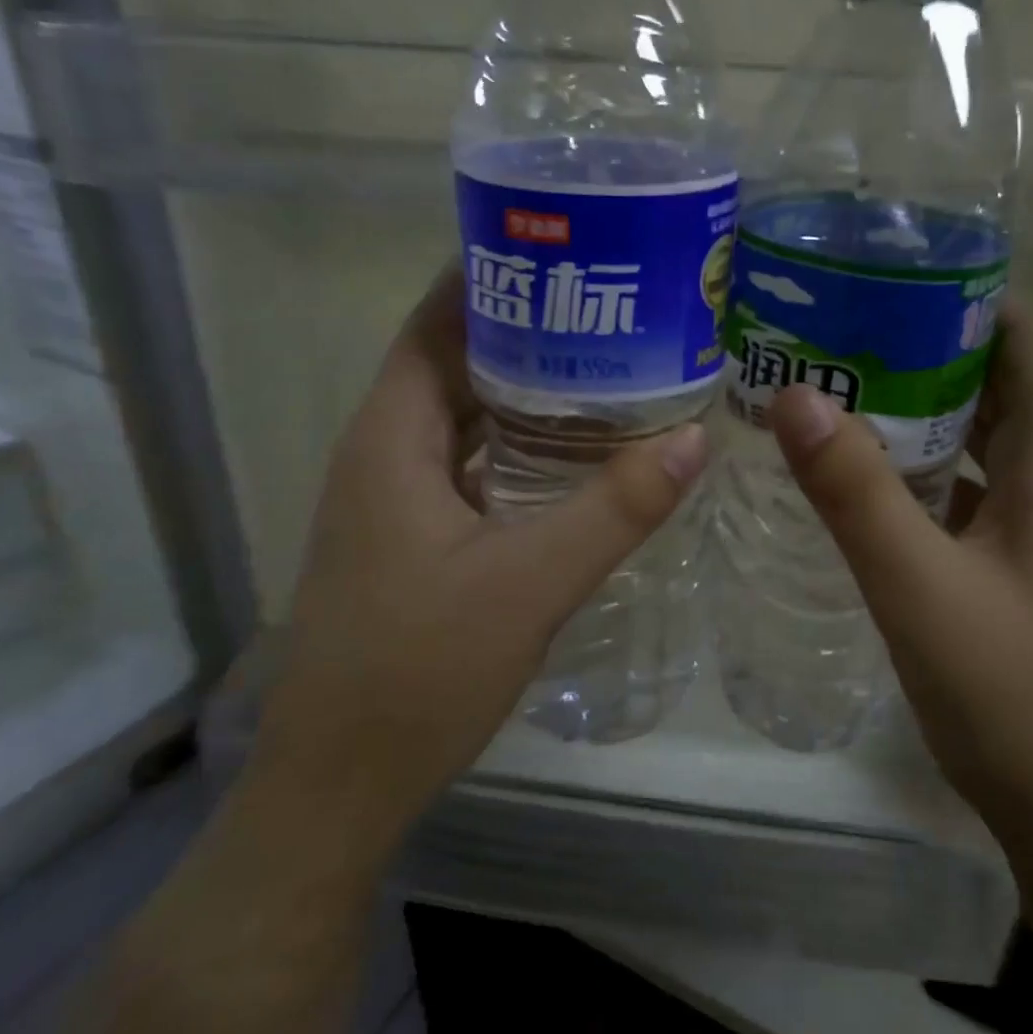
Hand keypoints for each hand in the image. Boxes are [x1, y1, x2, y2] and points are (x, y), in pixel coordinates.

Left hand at [249, 268, 709, 857]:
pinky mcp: (412, 535)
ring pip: (464, 414)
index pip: (438, 320)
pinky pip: (469, 461)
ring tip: (608, 362)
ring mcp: (396, 496)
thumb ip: (614, 509)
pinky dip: (517, 440)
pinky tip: (574, 450)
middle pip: (455, 359)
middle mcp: (385, 451)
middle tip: (613, 304)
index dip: (494, 274)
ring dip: (525, 385)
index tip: (568, 249)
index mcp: (393, 437)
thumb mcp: (529, 584)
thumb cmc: (419, 672)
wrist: (340, 784)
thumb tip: (692, 439)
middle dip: (528, 325)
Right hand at [768, 302, 1032, 882]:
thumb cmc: (1017, 699)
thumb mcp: (920, 590)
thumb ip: (856, 492)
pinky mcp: (1029, 567)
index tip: (885, 280)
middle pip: (1002, 383)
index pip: (1031, 340)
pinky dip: (926, 471)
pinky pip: (975, 491)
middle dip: (925, 349)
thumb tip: (795, 395)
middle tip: (836, 333)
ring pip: (984, 440)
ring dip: (921, 412)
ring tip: (837, 390)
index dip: (969, 297)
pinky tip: (865, 481)